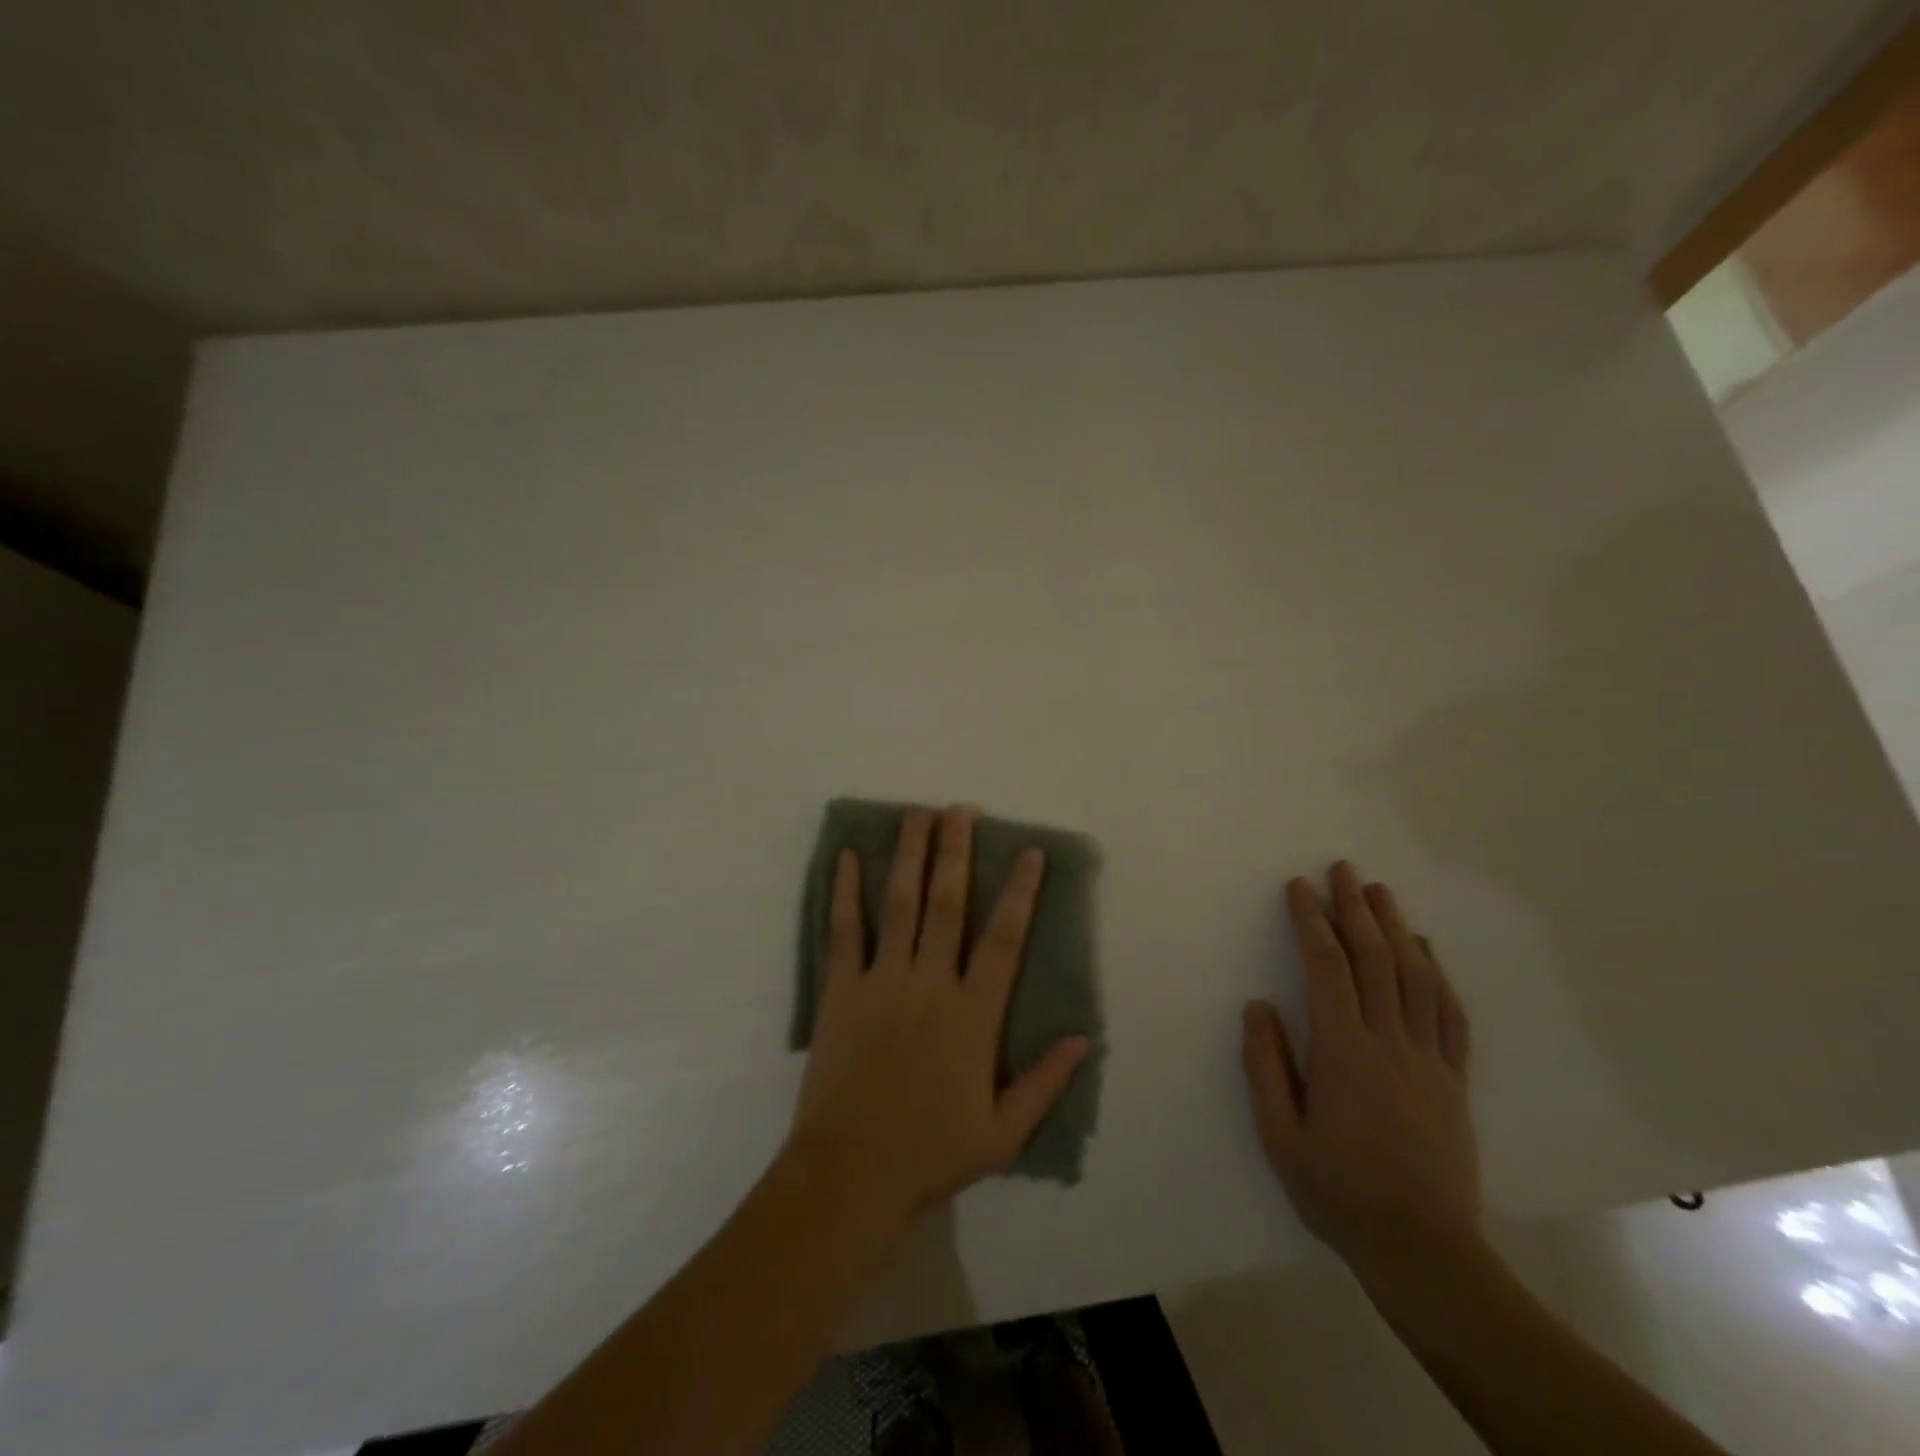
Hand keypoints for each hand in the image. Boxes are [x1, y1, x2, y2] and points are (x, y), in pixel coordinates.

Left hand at [790, 806, 1091, 1229]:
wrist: (850, 1173)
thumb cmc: (930, 1152)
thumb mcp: (1004, 1132)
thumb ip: (1045, 1082)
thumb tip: (1084, 1038)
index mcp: (973, 1014)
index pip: (1005, 938)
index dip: (1020, 891)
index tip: (1028, 851)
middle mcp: (931, 983)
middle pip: (948, 903)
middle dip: (956, 851)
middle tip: (960, 809)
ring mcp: (882, 981)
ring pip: (900, 904)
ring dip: (909, 855)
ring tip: (916, 814)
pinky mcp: (841, 990)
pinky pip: (844, 931)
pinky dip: (845, 891)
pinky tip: (848, 857)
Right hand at [1242, 861, 1480, 1284]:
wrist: (1424, 1250)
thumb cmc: (1338, 1190)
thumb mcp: (1279, 1135)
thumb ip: (1265, 1065)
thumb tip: (1258, 1006)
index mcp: (1344, 1051)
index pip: (1327, 967)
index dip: (1311, 921)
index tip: (1298, 888)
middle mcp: (1390, 1042)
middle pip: (1375, 959)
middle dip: (1356, 909)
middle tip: (1344, 869)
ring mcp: (1429, 1059)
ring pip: (1416, 977)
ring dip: (1397, 929)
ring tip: (1381, 894)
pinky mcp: (1454, 1080)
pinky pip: (1449, 1014)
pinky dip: (1437, 974)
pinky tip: (1426, 951)